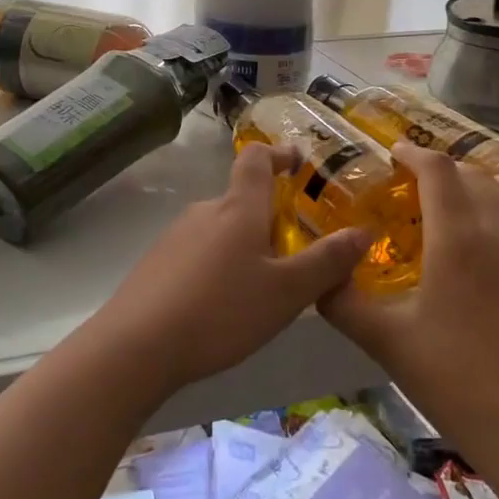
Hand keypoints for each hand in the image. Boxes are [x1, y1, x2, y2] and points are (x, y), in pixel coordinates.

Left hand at [94, 143, 368, 394]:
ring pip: (221, 229)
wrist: (136, 345)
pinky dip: (219, 265)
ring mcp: (175, 236)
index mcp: (237, 208)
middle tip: (296, 253)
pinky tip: (223, 305)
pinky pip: (198, 252)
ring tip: (264, 288)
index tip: (299, 162)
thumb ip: (326, 262)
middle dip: (270, 218)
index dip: (280, 154)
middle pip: (242, 200)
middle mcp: (204, 211)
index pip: (257, 159)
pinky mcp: (156, 263)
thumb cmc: (220, 311)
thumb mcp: (286, 292)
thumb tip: (362, 231)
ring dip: (245, 245)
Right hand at [322, 144, 498, 435]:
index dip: (414, 154)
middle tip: (419, 188)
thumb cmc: (451, 379)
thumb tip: (318, 275)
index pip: (438, 170)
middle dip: (444, 171)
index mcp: (458, 237)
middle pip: (477, 175)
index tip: (395, 156)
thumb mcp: (381, 338)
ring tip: (472, 200)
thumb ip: (340, 299)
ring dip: (496, 183)